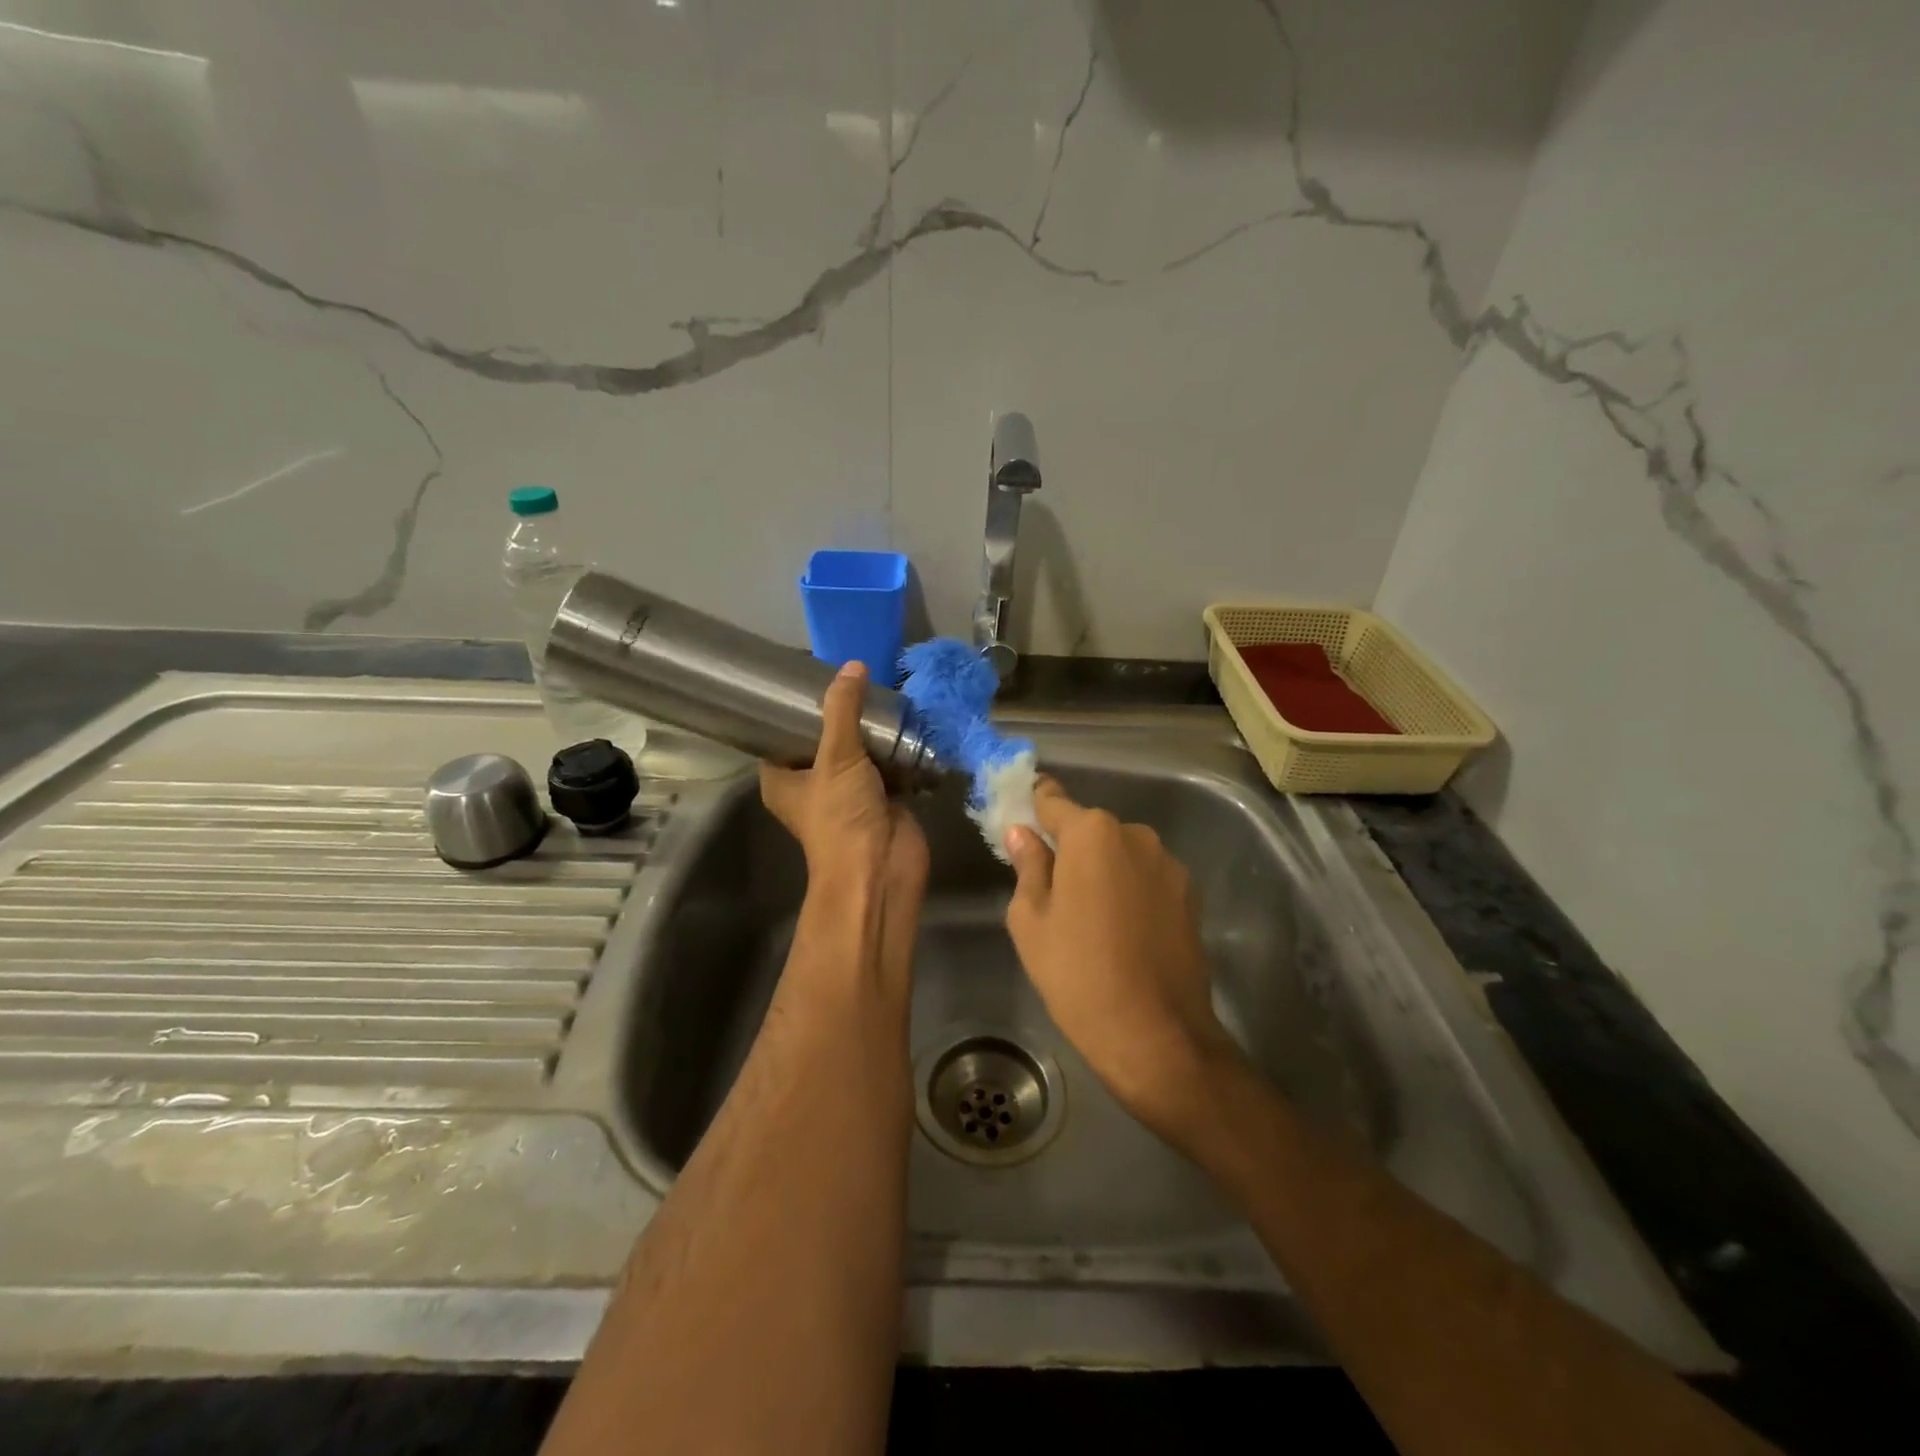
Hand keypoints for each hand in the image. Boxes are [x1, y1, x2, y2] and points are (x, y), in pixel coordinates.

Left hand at [760, 661, 928, 989]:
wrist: (880, 869)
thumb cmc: (841, 816)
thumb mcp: (836, 755)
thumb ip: (843, 709)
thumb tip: (853, 665)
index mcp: (784, 780)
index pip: (781, 736)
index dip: (793, 710)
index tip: (810, 678)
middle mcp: (813, 785)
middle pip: (825, 741)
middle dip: (842, 715)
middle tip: (855, 680)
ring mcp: (850, 793)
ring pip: (860, 753)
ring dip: (873, 732)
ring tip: (883, 693)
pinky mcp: (883, 799)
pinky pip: (889, 766)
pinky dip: (899, 749)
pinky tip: (908, 721)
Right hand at [1003, 779, 1242, 1133]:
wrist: (1155, 1033)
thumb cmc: (1077, 973)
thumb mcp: (1031, 920)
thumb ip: (1028, 865)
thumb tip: (1022, 832)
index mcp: (1091, 833)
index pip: (1053, 800)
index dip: (1034, 804)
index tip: (1021, 816)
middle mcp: (1135, 834)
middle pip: (1090, 829)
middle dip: (1069, 847)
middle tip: (1052, 888)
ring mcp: (1168, 863)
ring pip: (1121, 853)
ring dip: (1103, 869)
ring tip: (1090, 917)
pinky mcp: (1189, 893)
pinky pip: (1146, 877)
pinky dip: (1130, 889)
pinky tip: (1122, 929)